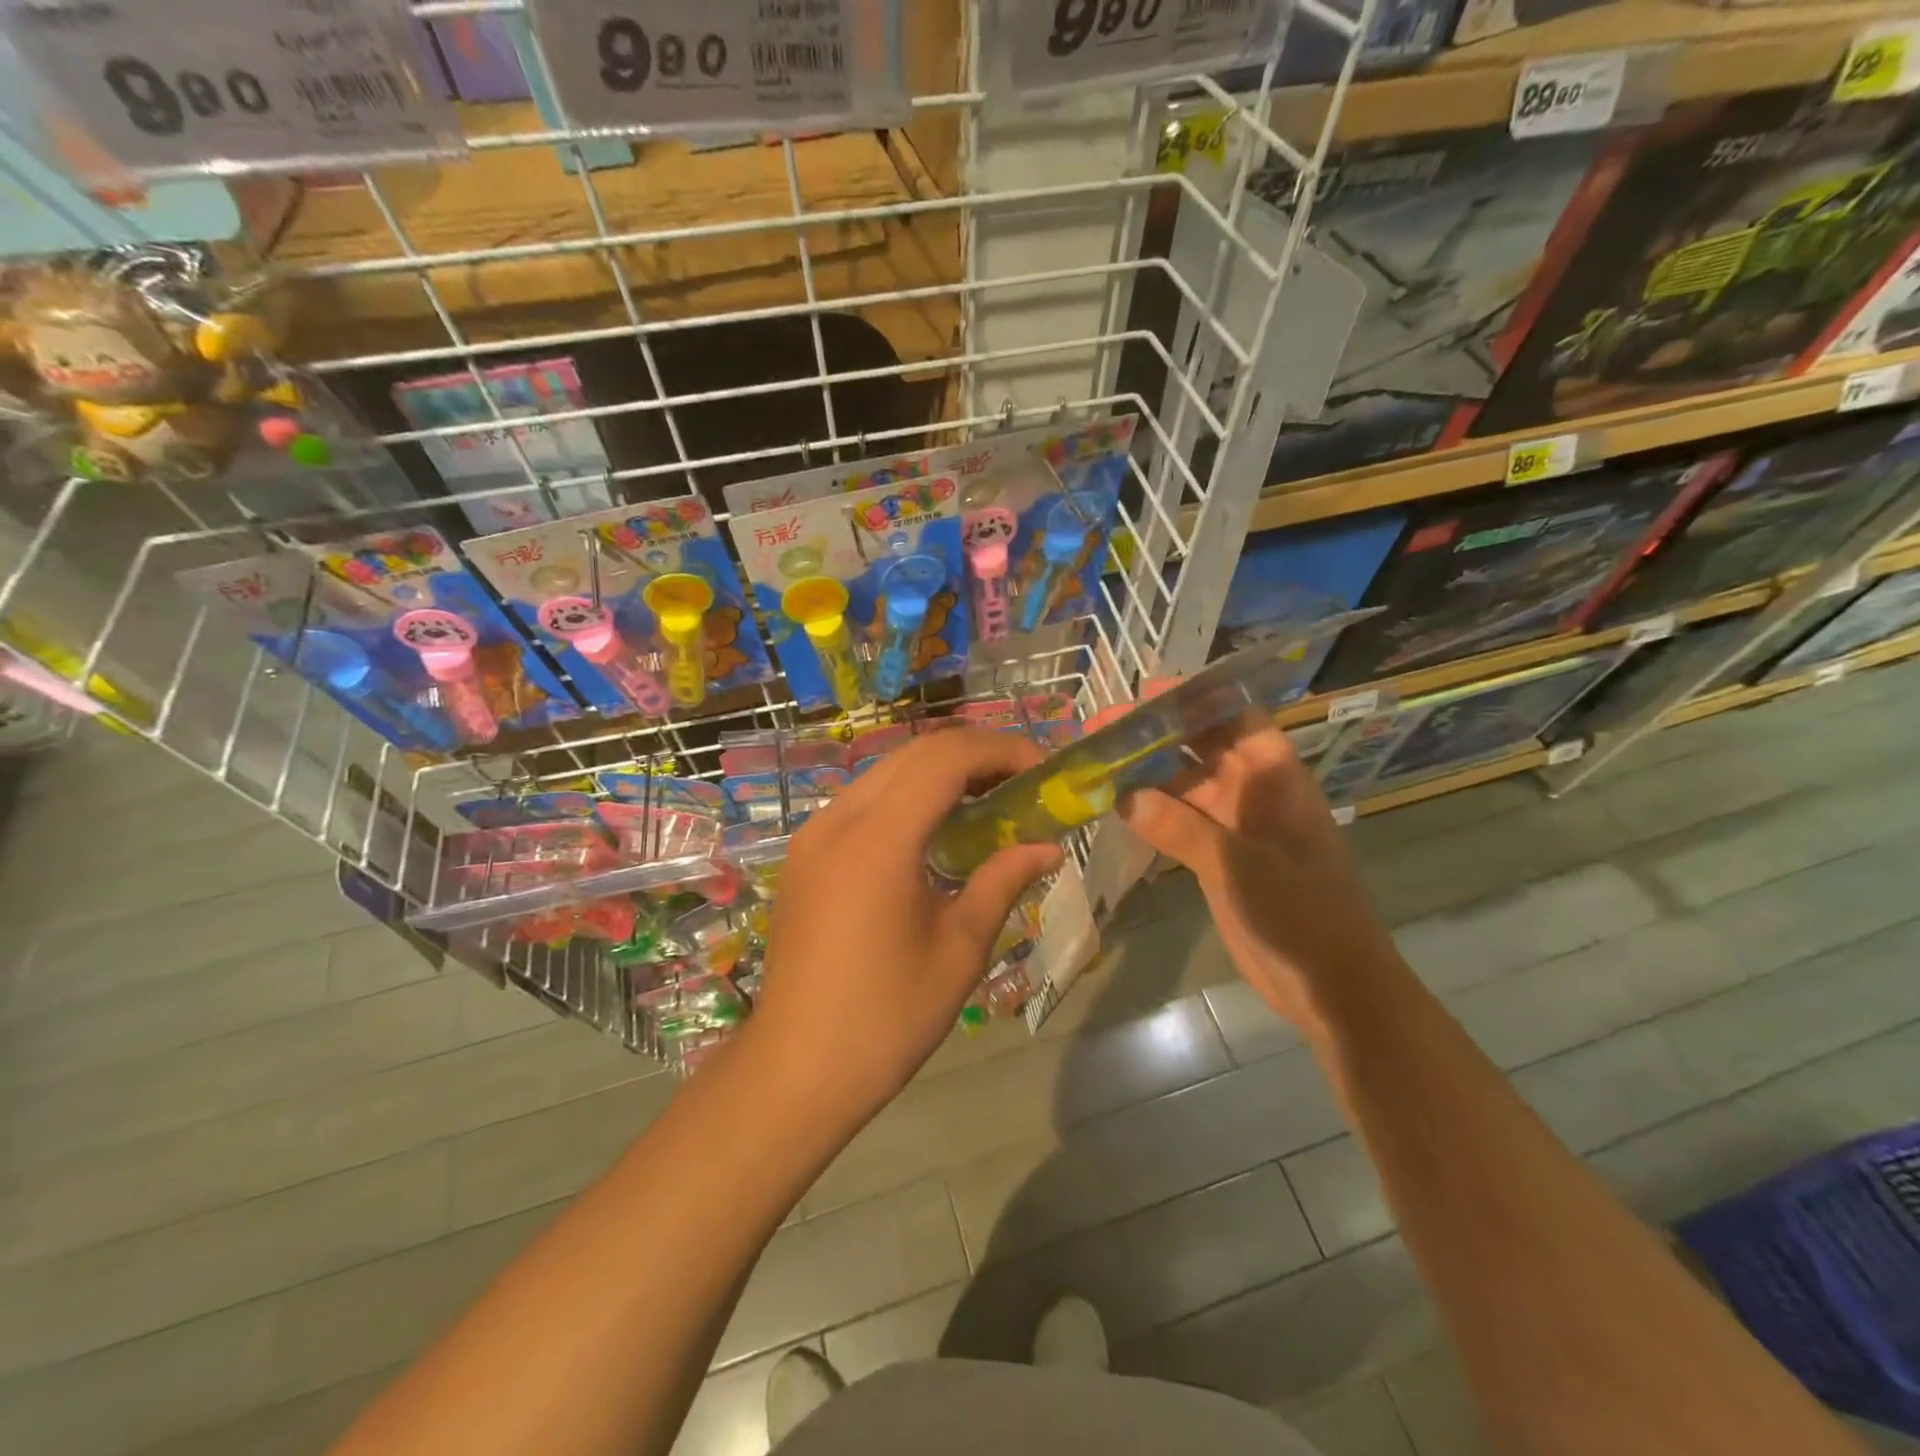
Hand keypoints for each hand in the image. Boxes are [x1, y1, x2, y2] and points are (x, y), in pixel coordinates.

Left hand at [746, 728, 1063, 1122]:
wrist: (797, 1069)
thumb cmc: (887, 1017)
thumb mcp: (959, 949)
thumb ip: (1002, 882)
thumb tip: (1047, 848)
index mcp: (877, 841)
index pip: (944, 759)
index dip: (1000, 750)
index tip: (1042, 768)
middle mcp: (838, 821)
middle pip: (913, 753)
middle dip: (974, 754)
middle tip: (1022, 781)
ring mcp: (813, 835)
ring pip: (885, 772)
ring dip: (939, 772)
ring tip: (987, 801)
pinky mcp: (805, 854)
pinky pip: (863, 801)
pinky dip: (907, 796)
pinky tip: (935, 830)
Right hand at [1119, 717, 1402, 1039]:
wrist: (1333, 987)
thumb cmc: (1301, 916)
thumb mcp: (1238, 866)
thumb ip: (1180, 828)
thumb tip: (1124, 796)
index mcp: (1276, 780)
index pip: (1236, 719)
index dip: (1196, 699)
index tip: (1146, 693)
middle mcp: (1255, 793)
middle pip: (1203, 749)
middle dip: (1157, 735)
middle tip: (1103, 727)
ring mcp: (1237, 827)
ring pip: (1187, 787)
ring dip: (1148, 776)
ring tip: (1098, 762)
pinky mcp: (1221, 858)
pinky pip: (1181, 823)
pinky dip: (1152, 814)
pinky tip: (1115, 806)